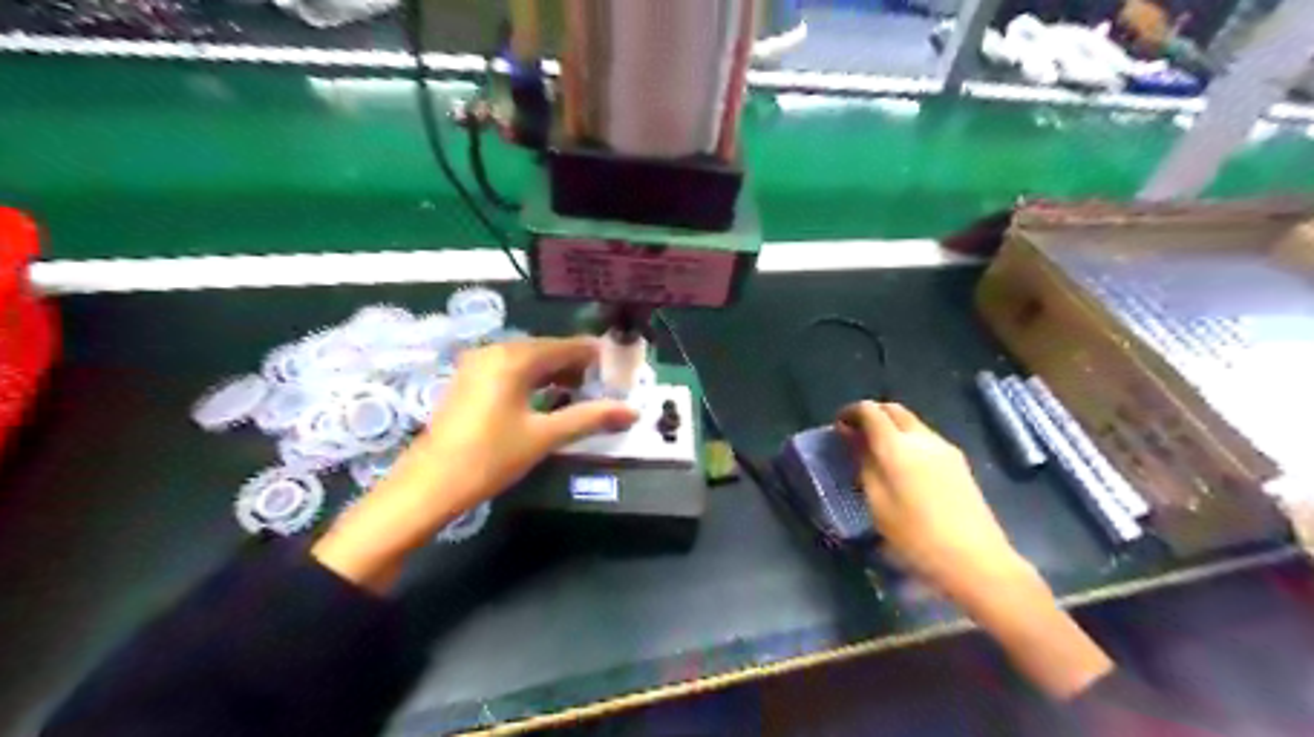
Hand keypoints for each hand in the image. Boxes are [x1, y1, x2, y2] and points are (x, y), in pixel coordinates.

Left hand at [310, 336, 636, 591]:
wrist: (429, 485)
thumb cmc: (490, 457)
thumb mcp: (545, 436)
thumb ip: (590, 418)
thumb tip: (632, 411)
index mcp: (514, 358)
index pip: (568, 346)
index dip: (596, 356)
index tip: (621, 370)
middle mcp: (495, 351)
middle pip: (548, 350)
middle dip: (578, 367)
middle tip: (606, 386)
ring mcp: (478, 365)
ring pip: (529, 361)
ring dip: (556, 375)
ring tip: (583, 395)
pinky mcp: (469, 381)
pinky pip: (511, 371)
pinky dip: (534, 381)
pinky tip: (549, 400)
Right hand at [842, 403, 1106, 697]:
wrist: (977, 560)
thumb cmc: (916, 537)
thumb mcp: (878, 503)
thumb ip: (864, 464)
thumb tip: (853, 438)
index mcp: (897, 446)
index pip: (870, 410)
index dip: (851, 412)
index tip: (838, 426)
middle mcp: (922, 437)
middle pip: (893, 409)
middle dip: (871, 415)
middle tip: (855, 434)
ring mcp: (944, 447)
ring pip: (911, 422)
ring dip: (890, 426)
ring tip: (876, 451)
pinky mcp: (958, 461)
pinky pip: (925, 437)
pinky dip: (907, 439)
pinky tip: (903, 465)